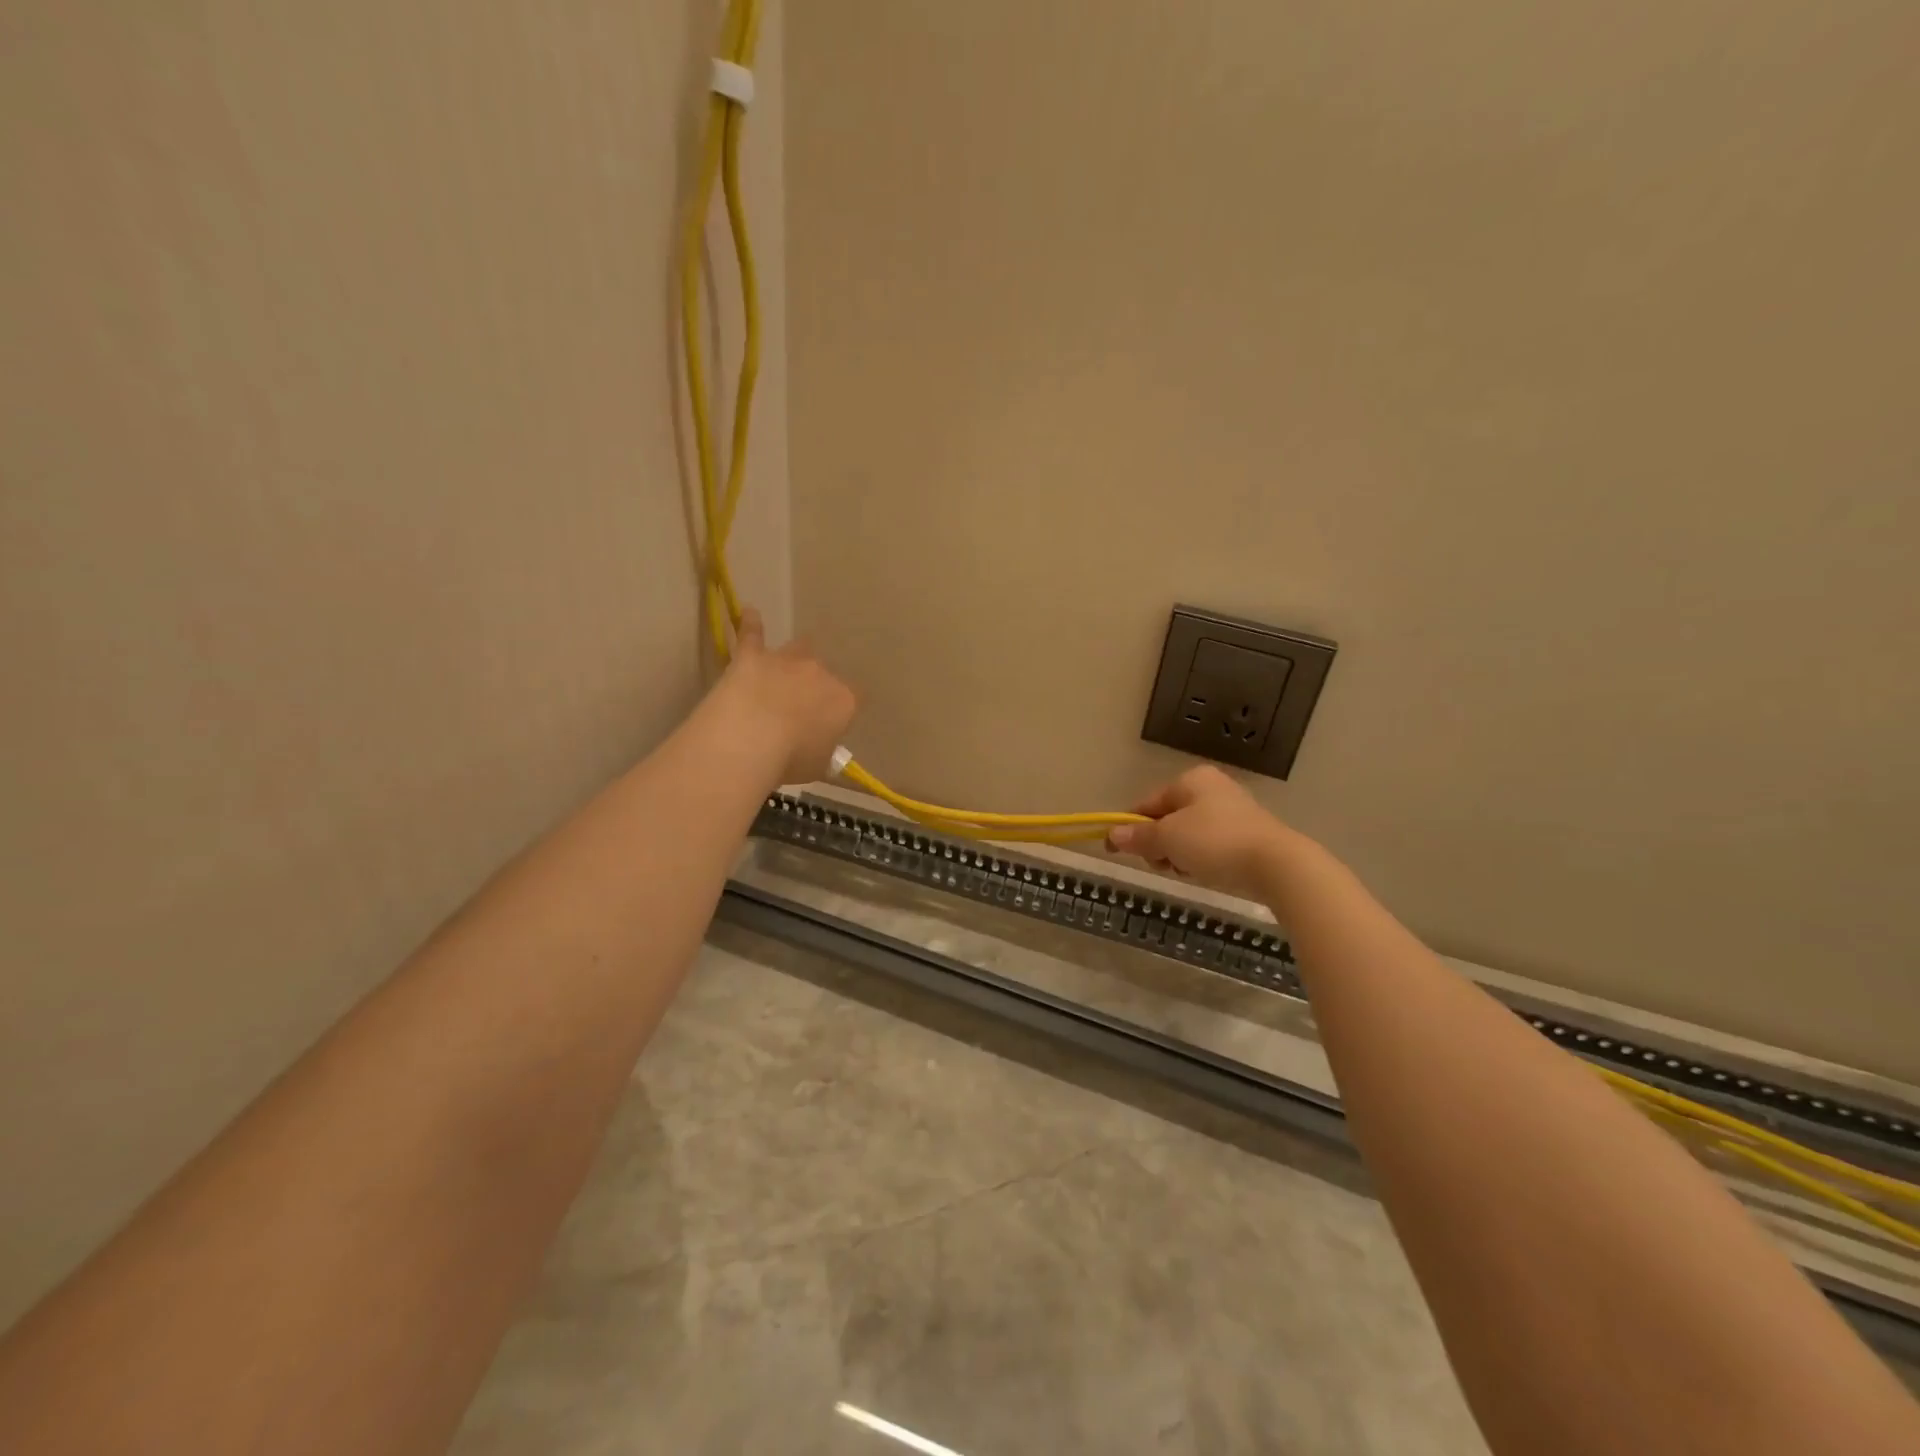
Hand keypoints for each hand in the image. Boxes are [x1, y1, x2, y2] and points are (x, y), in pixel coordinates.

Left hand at [715, 608, 856, 784]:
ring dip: (794, 658)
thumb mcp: (817, 766)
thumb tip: (824, 753)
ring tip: (785, 668)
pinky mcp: (752, 655)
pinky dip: (752, 624)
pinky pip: (753, 633)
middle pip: (824, 674)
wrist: (750, 737)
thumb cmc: (791, 759)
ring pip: (799, 648)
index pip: (853, 699)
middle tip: (798, 710)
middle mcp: (821, 673)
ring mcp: (787, 660)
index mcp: (844, 700)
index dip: (840, 712)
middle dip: (814, 687)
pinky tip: (749, 612)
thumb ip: (823, 754)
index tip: (828, 727)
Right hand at [1106, 766, 1296, 897]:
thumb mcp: (1168, 839)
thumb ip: (1138, 836)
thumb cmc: (1215, 842)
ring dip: (1180, 854)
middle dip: (1159, 844)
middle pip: (1168, 818)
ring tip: (1187, 871)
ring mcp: (1233, 810)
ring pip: (1189, 834)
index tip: (1117, 850)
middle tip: (1162, 864)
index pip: (1148, 803)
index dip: (1130, 827)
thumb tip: (1112, 834)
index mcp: (1191, 780)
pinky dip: (1202, 859)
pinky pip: (1211, 845)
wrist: (1276, 864)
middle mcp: (1212, 788)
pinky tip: (1207, 873)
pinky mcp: (1249, 834)